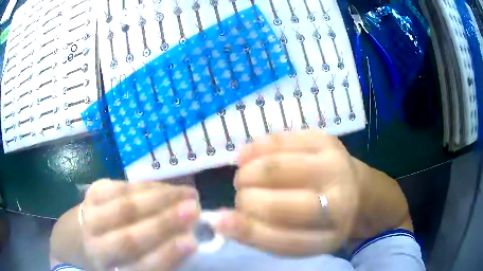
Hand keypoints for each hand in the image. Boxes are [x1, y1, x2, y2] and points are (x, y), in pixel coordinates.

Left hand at [81, 180, 199, 270]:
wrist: (77, 237)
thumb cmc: (112, 258)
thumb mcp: (131, 267)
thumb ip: (155, 262)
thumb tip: (187, 243)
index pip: (139, 268)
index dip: (165, 256)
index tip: (192, 243)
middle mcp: (95, 246)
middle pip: (129, 237)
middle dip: (164, 223)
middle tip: (194, 210)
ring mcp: (90, 215)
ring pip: (125, 206)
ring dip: (159, 199)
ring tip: (188, 194)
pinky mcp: (92, 193)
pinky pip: (121, 186)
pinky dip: (147, 187)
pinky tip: (167, 187)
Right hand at [215, 131, 363, 255]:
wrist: (356, 190)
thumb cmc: (322, 221)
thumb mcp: (299, 239)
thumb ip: (262, 234)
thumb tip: (220, 219)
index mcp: (331, 235)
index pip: (285, 240)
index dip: (248, 231)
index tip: (219, 221)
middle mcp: (339, 200)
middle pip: (277, 203)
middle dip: (246, 199)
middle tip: (243, 197)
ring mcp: (333, 164)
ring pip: (274, 167)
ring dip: (246, 173)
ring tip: (245, 178)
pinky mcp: (324, 139)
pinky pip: (278, 140)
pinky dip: (254, 149)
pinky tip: (249, 157)